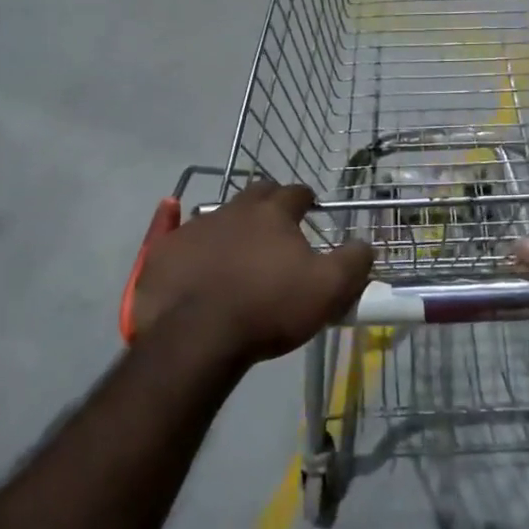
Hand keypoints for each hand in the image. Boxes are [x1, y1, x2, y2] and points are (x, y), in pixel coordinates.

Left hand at [131, 182, 373, 366]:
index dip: (306, 199)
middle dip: (269, 202)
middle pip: (256, 194)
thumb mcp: (328, 289)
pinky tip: (183, 238)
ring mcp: (194, 228)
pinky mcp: (164, 251)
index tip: (311, 209)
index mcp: (273, 213)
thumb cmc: (269, 308)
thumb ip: (354, 262)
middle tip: (277, 223)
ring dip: (231, 225)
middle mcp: (233, 209)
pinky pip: (175, 234)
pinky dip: (184, 235)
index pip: (295, 192)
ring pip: (218, 215)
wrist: (197, 336)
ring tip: (237, 250)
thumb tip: (365, 244)